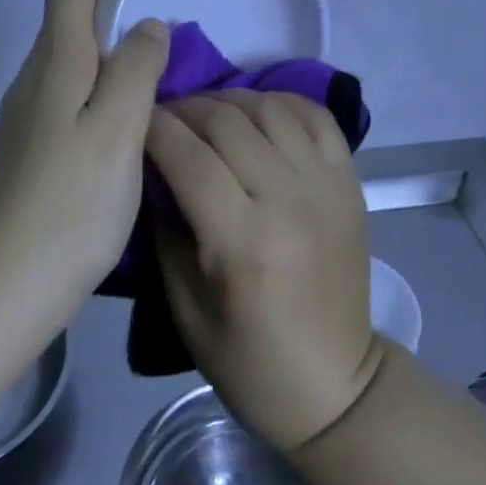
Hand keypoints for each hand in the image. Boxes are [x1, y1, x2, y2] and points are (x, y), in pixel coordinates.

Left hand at [0, 0, 170, 330]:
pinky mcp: (29, 139)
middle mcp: (34, 75)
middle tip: (162, 6)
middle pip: (66, 10)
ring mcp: (26, 109)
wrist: (6, 286)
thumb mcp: (119, 131)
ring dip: (106, 34)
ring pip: (68, 48)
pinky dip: (99, 69)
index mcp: (56, 62)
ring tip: (153, 53)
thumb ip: (135, 67)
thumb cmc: (71, 205)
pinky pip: (67, 81)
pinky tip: (125, 104)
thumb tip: (148, 24)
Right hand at [145, 89, 383, 451]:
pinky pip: (316, 116)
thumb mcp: (185, 307)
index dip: (156, 127)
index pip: (190, 158)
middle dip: (187, 107)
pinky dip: (283, 101)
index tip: (135, 116)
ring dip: (230, 99)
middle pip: (228, 122)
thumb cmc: (249, 361)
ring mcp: (326, 185)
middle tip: (164, 112)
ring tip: (207, 110)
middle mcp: (289, 201)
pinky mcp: (350, 181)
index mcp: (244, 242)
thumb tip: (151, 166)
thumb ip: (165, 228)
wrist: (335, 385)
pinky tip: (258, 109)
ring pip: (270, 108)